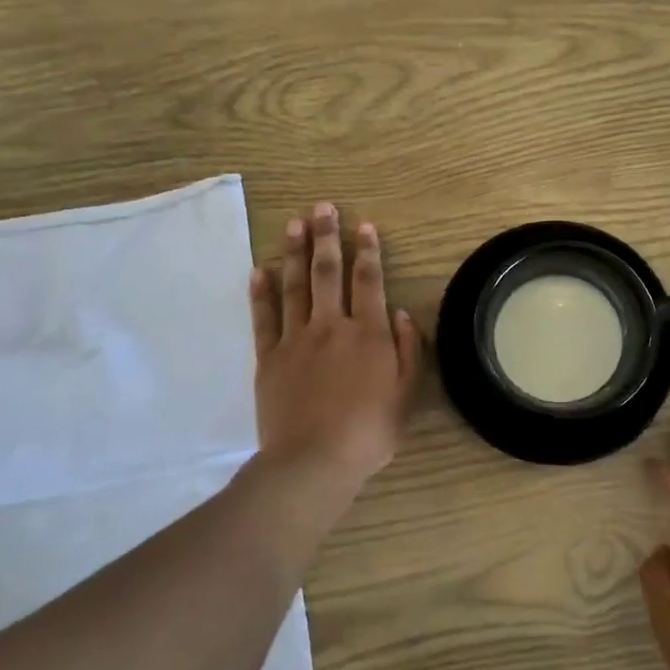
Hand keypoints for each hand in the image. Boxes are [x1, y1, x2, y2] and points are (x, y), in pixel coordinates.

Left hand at [249, 202, 420, 491]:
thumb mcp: (406, 395)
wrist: (314, 461)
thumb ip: (408, 351)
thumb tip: (400, 313)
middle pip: (328, 274)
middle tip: (323, 207)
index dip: (367, 251)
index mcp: (368, 334)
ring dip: (295, 253)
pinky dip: (261, 293)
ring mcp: (296, 340)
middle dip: (327, 238)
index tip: (364, 225)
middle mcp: (331, 327)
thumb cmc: (369, 432)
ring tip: (295, 224)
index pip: (368, 282)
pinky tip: (260, 270)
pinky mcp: (269, 358)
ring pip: (295, 287)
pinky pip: (264, 319)